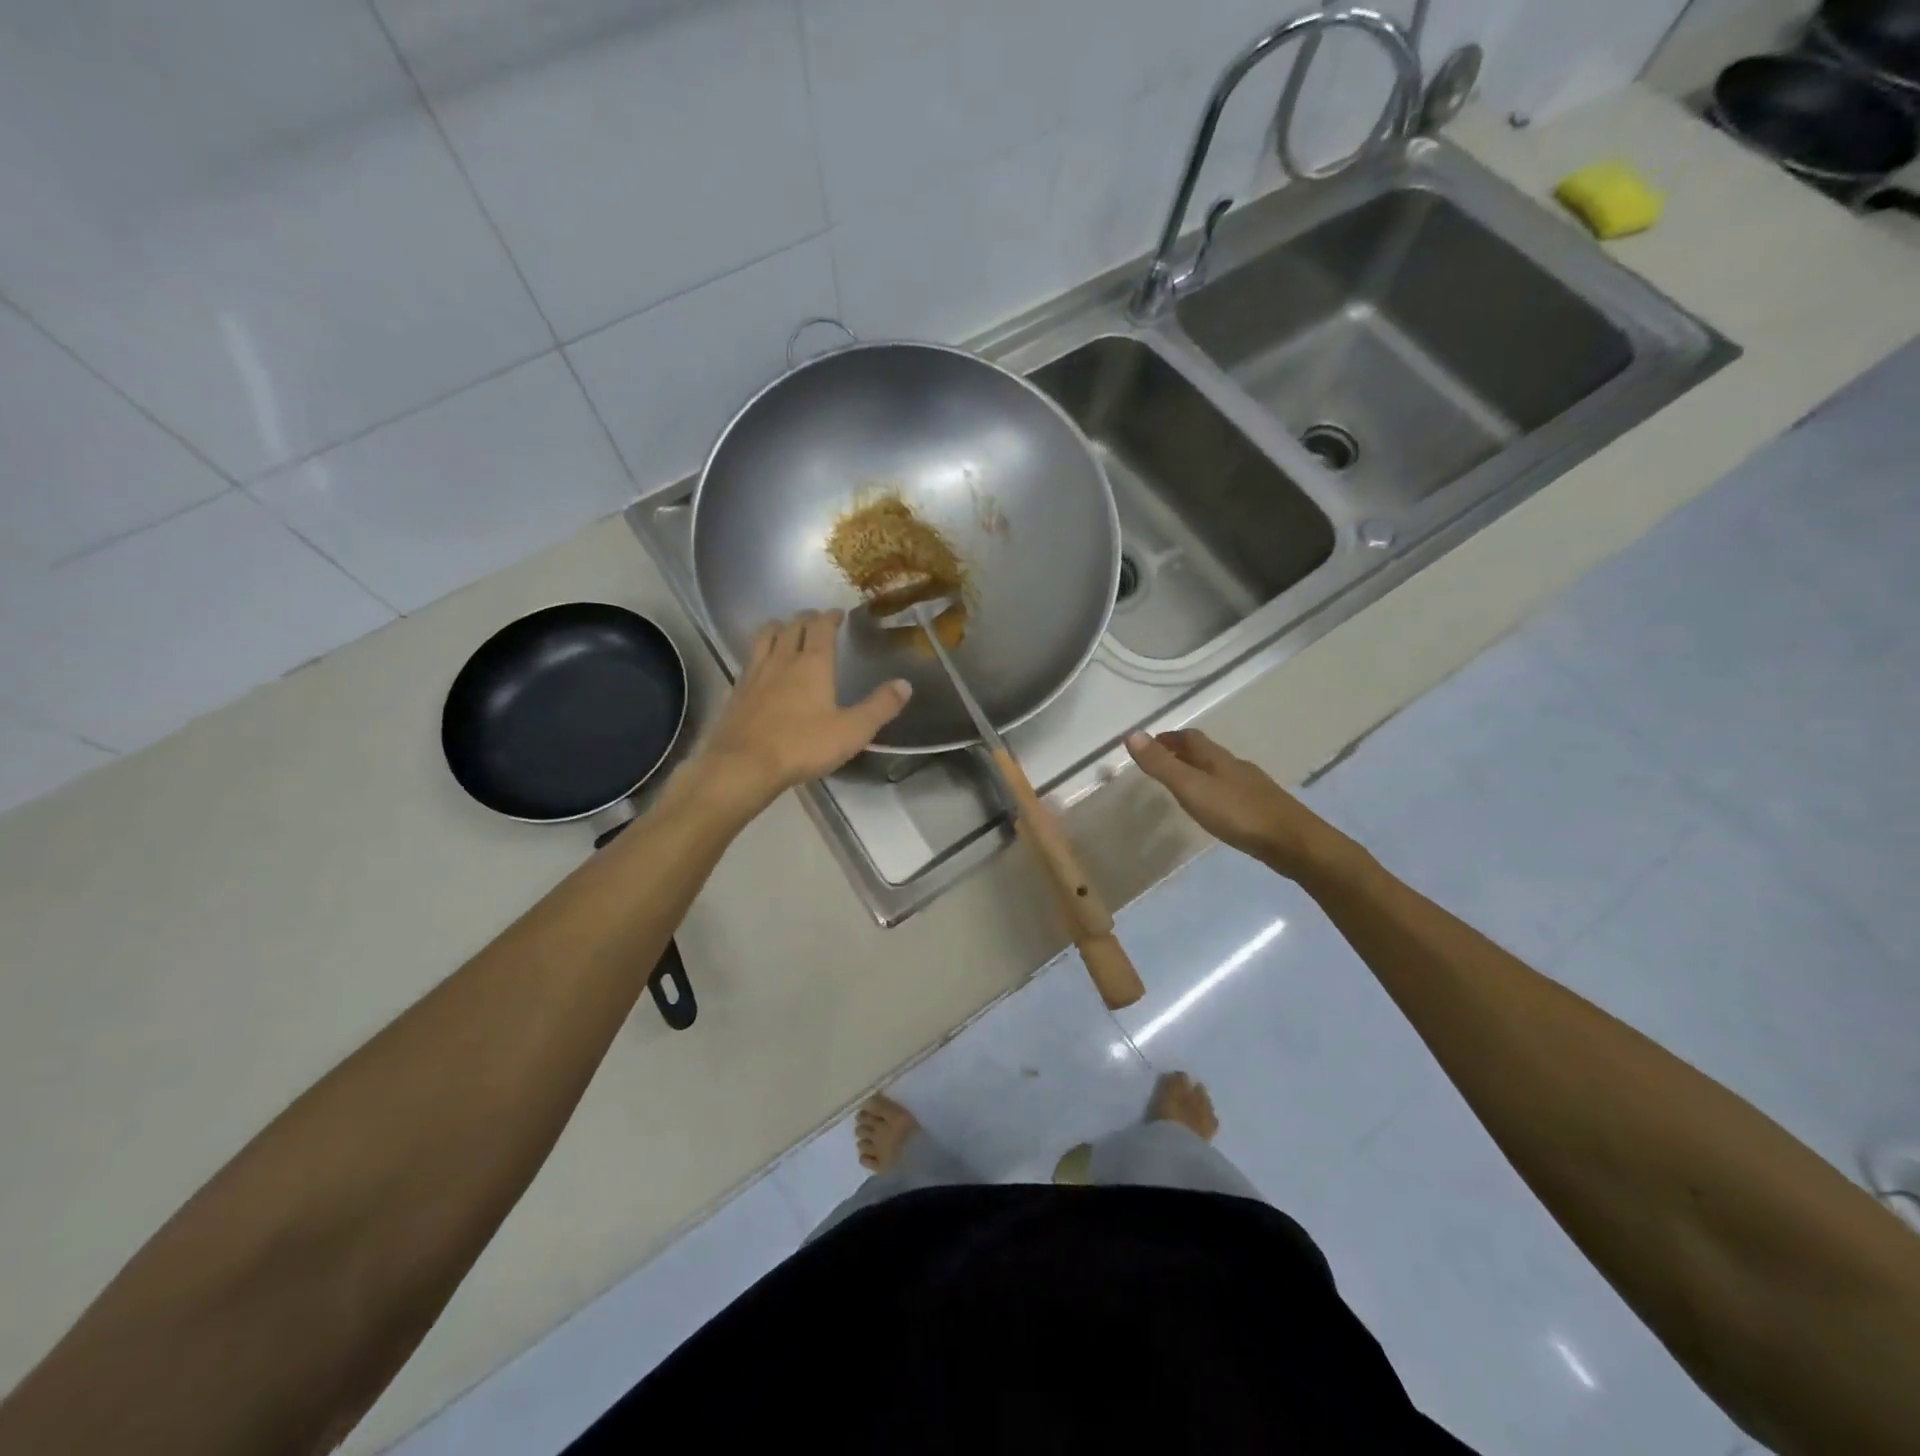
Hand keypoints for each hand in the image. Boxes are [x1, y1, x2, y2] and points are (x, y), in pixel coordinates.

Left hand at [694, 610, 910, 810]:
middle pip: (791, 627)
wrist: (744, 765)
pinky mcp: (735, 691)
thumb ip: (880, 707)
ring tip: (784, 630)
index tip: (837, 613)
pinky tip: (759, 667)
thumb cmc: (802, 746)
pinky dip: (757, 655)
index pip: (820, 627)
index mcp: (812, 664)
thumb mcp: (852, 731)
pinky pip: (747, 661)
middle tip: (815, 620)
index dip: (829, 616)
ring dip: (777, 628)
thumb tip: (905, 684)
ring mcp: (754, 674)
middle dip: (805, 619)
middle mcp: (781, 660)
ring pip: (764, 637)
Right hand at [1125, 729, 1351, 879]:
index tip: (1149, 745)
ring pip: (1220, 770)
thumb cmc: (1238, 813)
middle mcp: (1235, 766)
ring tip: (1182, 785)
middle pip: (1205, 752)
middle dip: (1182, 752)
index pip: (1189, 738)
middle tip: (1161, 763)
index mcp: (1216, 758)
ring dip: (1199, 771)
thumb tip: (1132, 734)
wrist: (1293, 842)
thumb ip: (1162, 765)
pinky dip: (1215, 790)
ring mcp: (1252, 786)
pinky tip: (1215, 808)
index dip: (1168, 738)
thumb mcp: (1192, 789)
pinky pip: (1232, 790)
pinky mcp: (1262, 807)